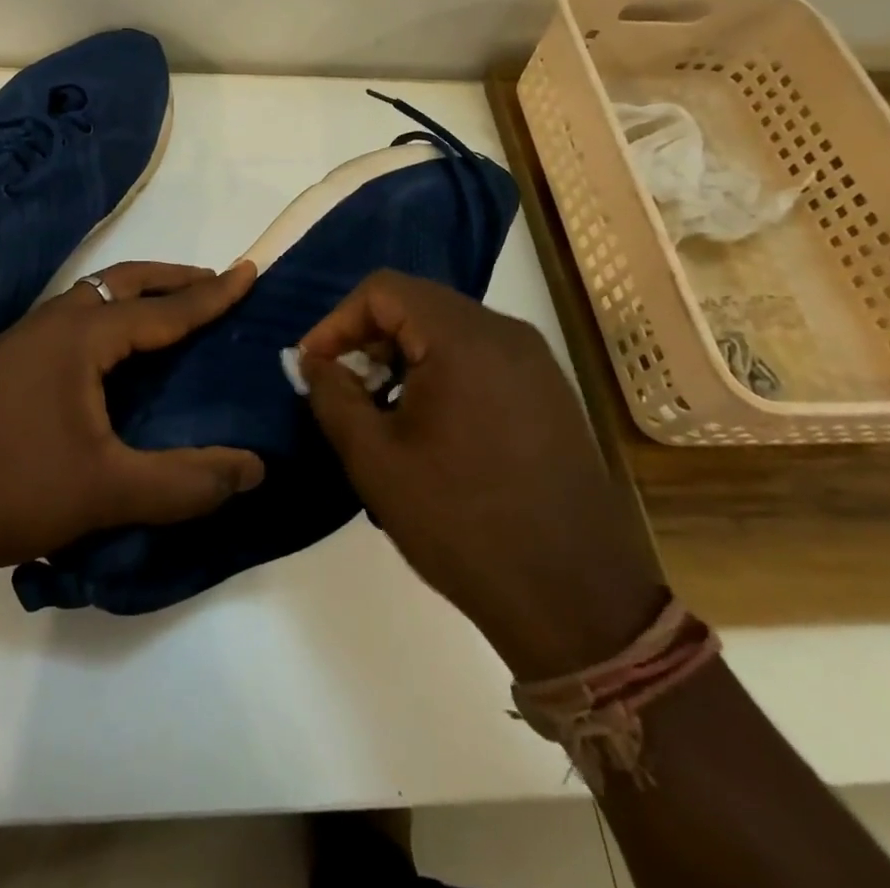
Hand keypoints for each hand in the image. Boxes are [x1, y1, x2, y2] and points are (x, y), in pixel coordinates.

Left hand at [0, 261, 264, 592]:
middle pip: (121, 283)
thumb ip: (185, 482)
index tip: (249, 272)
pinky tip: (109, 357)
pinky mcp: (2, 366)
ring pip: (90, 300)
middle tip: (213, 283)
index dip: (210, 294)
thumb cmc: (10, 489)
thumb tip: (254, 470)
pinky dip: (106, 321)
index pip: (161, 308)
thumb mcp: (107, 490)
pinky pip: (69, 322)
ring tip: (169, 313)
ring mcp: (19, 342)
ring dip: (134, 297)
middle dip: (171, 279)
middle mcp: (49, 323)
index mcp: (78, 336)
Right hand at [298, 269, 666, 679]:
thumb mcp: (376, 460)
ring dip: (404, 356)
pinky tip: (432, 427)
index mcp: (463, 338)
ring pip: (448, 329)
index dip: (337, 321)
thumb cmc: (462, 523)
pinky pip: (480, 356)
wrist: (576, 600)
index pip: (383, 289)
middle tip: (347, 390)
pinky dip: (442, 371)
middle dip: (369, 339)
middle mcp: (505, 333)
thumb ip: (333, 396)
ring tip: (384, 412)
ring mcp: (535, 361)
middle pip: (417, 303)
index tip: (315, 366)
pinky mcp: (550, 391)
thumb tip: (312, 361)